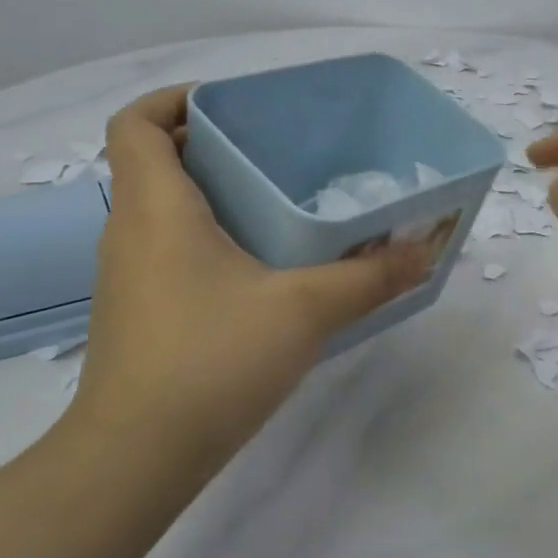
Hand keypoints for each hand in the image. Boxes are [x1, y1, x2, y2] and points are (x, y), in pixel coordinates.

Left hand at [66, 86, 430, 476]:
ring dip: (215, 195)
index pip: (137, 123)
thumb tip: (426, 250)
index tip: (232, 105)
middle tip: (279, 150)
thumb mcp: (305, 310)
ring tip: (282, 202)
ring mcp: (131, 276)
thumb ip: (371, 276)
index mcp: (156, 207)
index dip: (175, 99)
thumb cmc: (211, 360)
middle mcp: (131, 231)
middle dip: (214, 145)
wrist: (137, 458)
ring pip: (166, 209)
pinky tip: (265, 268)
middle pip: (157, 161)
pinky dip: (210, 239)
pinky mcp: (142, 312)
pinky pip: (172, 250)